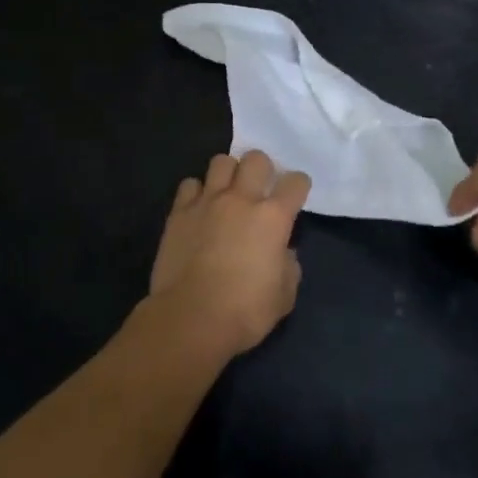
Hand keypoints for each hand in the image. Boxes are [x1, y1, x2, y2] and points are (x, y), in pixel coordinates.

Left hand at [150, 150, 308, 358]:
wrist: (191, 319)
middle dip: (262, 168)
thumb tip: (283, 253)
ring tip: (227, 192)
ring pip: (221, 162)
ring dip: (228, 173)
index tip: (296, 195)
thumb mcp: (284, 296)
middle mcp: (242, 199)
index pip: (295, 182)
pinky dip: (196, 192)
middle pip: (256, 158)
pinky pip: (190, 185)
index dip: (298, 185)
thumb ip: (289, 266)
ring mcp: (207, 202)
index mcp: (273, 217)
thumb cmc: (244, 312)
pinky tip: (198, 208)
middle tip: (259, 188)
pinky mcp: (179, 212)